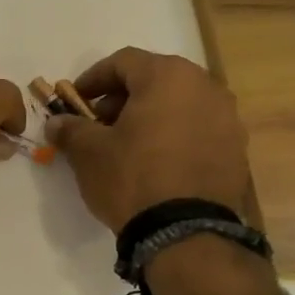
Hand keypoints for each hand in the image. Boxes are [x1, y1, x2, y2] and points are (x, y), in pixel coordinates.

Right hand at [46, 48, 250, 231]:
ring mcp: (227, 118)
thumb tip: (57, 122)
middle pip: (155, 80)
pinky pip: (197, 129)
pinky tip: (155, 162)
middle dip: (122, 98)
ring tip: (126, 145)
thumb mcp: (88, 152)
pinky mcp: (236, 150)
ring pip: (179, 104)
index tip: (74, 100)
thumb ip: (70, 128)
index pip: (123, 62)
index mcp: (168, 76)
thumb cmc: (132, 177)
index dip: (93, 78)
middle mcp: (205, 87)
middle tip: (98, 123)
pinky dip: (173, 136)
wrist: (186, 232)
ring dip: (150, 116)